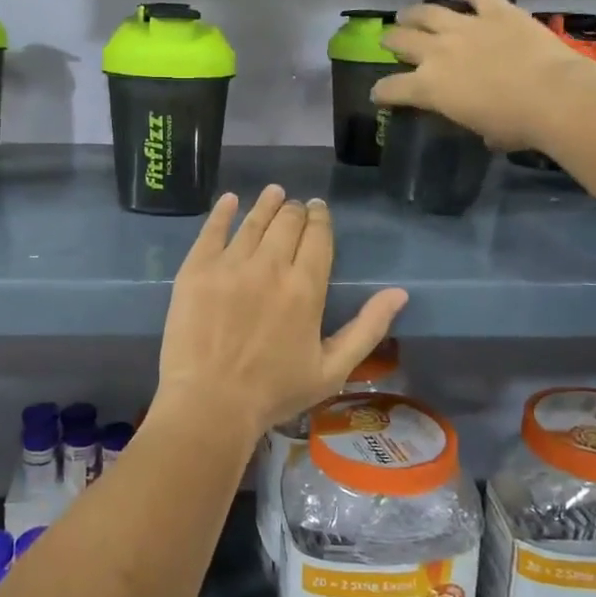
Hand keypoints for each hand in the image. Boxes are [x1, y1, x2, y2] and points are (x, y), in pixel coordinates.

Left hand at [155, 187, 407, 444]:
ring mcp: (230, 264)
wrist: (210, 404)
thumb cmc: (274, 392)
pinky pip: (212, 230)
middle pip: (286, 223)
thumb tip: (399, 293)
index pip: (317, 237)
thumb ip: (367, 328)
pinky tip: (230, 200)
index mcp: (305, 288)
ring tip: (273, 192)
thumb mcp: (332, 369)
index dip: (320, 219)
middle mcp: (269, 266)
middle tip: (295, 206)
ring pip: (253, 221)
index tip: (319, 210)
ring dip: (266, 204)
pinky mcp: (196, 270)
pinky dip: (223, 212)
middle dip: (295, 211)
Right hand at [375, 0, 595, 148]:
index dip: (381, 92)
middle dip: (392, 40)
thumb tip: (488, 132)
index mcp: (429, 88)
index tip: (378, 93)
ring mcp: (466, 27)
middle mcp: (438, 52)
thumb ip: (477, 124)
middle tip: (388, 38)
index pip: (392, 89)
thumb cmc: (516, 125)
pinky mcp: (496, 11)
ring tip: (407, 12)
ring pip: (429, 12)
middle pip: (403, 41)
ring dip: (415, 12)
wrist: (553, 96)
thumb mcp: (485, 132)